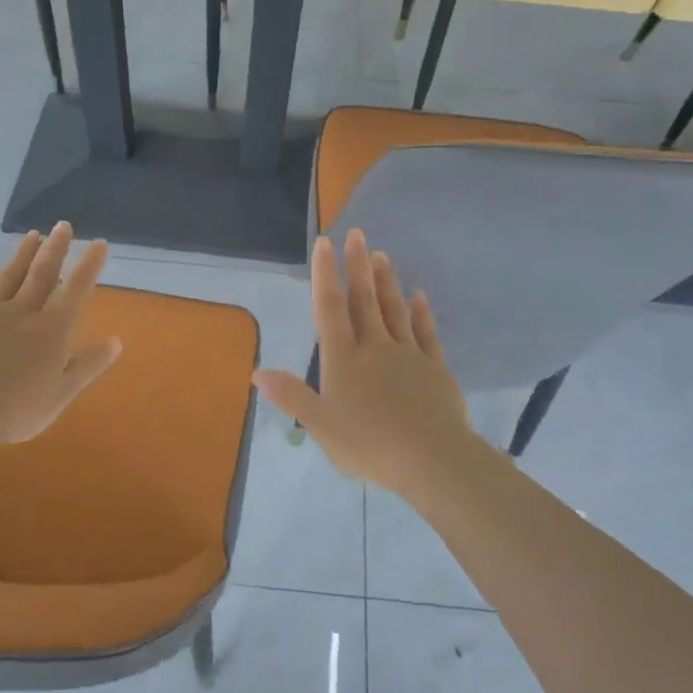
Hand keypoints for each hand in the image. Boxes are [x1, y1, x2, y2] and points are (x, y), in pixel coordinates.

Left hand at [0, 223, 121, 445]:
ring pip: (8, 276)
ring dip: (22, 255)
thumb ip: (87, 365)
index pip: (76, 290)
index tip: (98, 244)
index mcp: (51, 330)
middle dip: (55, 248)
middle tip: (63, 226)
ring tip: (32, 235)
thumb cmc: (17, 410)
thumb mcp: (61, 393)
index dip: (89, 265)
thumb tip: (116, 342)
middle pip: (42, 274)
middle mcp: (22, 312)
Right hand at [253, 229, 482, 495]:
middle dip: (357, 266)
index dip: (325, 275)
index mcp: (343, 360)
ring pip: (394, 310)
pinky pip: (426, 333)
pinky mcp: (435, 368)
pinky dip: (421, 312)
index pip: (330, 309)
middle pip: (363, 300)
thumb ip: (291, 396)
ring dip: (386, 282)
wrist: (431, 458)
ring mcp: (407, 354)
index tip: (325, 243)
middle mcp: (374, 348)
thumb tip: (257, 372)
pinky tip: (419, 296)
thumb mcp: (320, 425)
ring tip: (381, 255)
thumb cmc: (369, 444)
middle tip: (356, 234)